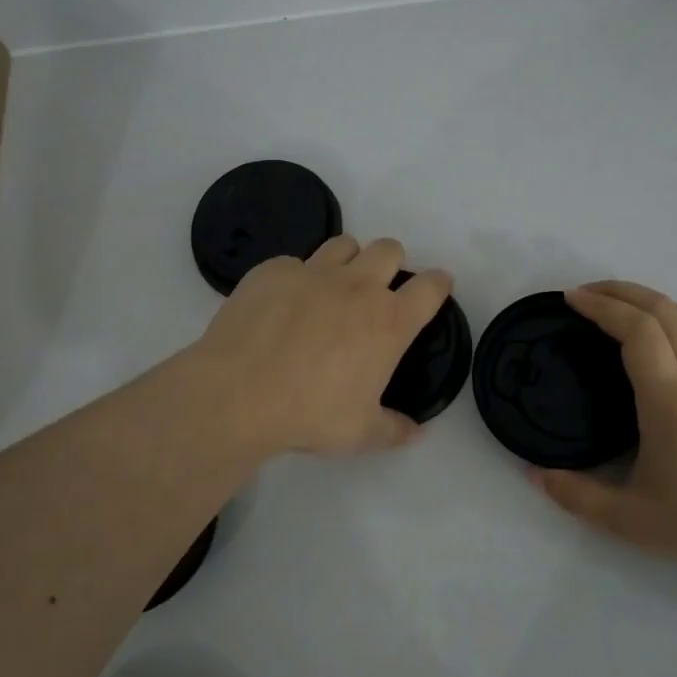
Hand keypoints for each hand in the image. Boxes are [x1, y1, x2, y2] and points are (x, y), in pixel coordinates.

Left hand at [192, 234, 452, 457]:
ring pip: (344, 244)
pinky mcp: (273, 270)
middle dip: (391, 263)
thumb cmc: (309, 414)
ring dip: (348, 260)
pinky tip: (284, 303)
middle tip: (378, 289)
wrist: (237, 395)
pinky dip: (297, 277)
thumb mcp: (360, 433)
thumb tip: (417, 433)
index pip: (431, 286)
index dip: (438, 283)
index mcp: (389, 321)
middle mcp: (357, 285)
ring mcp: (313, 272)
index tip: (437, 287)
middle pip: (389, 249)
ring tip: (333, 287)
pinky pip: (295, 261)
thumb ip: (394, 429)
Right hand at [530, 281, 676, 583]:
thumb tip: (534, 474)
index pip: (636, 331)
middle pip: (663, 311)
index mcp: (669, 400)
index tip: (572, 299)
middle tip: (587, 294)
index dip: (602, 307)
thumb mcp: (629, 521)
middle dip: (621, 292)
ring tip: (624, 303)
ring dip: (654, 300)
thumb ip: (576, 495)